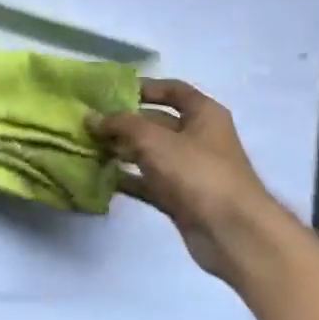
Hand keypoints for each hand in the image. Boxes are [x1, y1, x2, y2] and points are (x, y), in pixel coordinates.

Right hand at [89, 79, 279, 279]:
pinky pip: (148, 182)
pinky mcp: (180, 198)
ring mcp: (189, 170)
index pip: (173, 90)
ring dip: (121, 150)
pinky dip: (127, 179)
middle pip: (156, 122)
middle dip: (124, 122)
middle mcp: (198, 138)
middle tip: (88, 123)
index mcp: (203, 114)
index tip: (110, 92)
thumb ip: (120, 124)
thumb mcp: (154, 139)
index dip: (144, 87)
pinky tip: (100, 177)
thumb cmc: (197, 172)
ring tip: (88, 147)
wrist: (231, 232)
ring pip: (149, 153)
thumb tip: (91, 118)